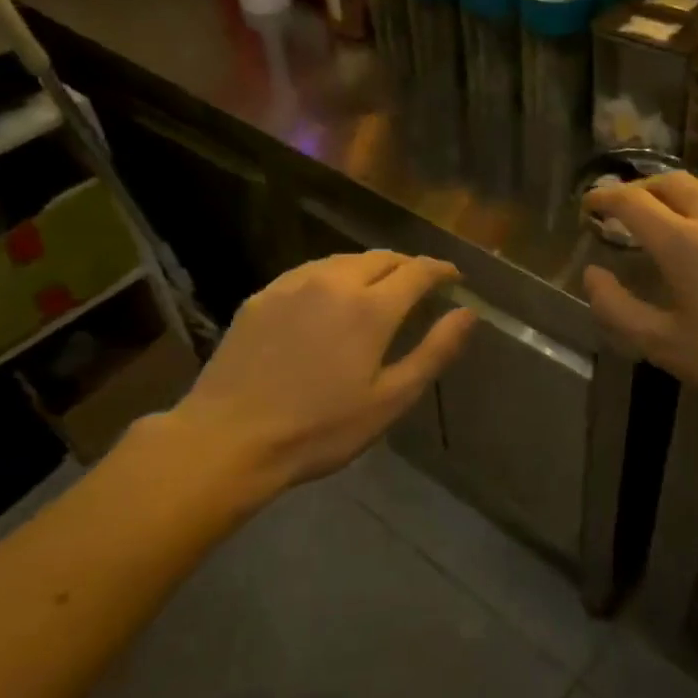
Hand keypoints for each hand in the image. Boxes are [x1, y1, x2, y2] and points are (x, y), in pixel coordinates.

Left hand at [157, 252, 475, 494]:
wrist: (228, 439)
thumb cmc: (319, 429)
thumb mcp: (390, 399)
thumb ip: (434, 351)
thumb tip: (469, 313)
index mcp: (371, 307)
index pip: (417, 270)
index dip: (441, 270)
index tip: (454, 277)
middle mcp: (334, 281)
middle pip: (382, 258)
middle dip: (408, 266)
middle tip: (420, 285)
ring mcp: (293, 284)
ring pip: (344, 260)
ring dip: (371, 268)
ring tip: (379, 288)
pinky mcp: (263, 296)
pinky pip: (310, 272)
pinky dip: (334, 276)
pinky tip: (330, 298)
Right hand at [583, 173, 697, 442]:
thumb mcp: (663, 347)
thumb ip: (617, 308)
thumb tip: (593, 275)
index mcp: (682, 241)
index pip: (632, 201)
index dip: (604, 197)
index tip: (590, 203)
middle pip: (670, 181)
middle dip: (641, 189)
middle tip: (627, 208)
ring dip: (682, 191)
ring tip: (674, 213)